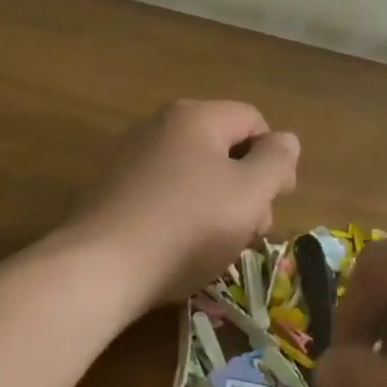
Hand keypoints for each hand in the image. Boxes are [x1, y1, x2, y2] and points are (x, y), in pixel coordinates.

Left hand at [65, 100, 300, 306]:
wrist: (99, 268)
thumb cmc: (187, 226)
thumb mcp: (250, 193)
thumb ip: (277, 161)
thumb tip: (286, 140)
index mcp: (196, 117)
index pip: (254, 121)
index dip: (275, 159)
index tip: (277, 201)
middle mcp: (161, 126)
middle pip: (224, 148)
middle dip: (248, 187)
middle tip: (252, 231)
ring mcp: (132, 158)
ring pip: (196, 174)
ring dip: (220, 206)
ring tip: (220, 247)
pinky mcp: (113, 191)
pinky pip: (166, 193)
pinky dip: (184, 215)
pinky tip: (183, 249)